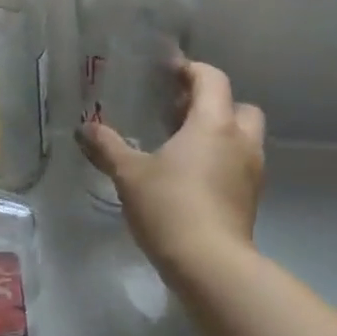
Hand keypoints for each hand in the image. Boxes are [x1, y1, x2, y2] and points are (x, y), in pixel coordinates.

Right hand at [77, 60, 265, 280]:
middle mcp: (240, 141)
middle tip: (180, 114)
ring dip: (220, 134)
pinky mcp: (251, 199)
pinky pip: (240, 164)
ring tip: (183, 146)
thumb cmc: (169, 207)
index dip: (192, 71)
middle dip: (214, 104)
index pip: (213, 79)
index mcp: (213, 124)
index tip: (169, 74)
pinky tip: (192, 178)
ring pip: (243, 138)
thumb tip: (84, 128)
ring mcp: (251, 171)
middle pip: (238, 106)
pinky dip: (222, 161)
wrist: (210, 264)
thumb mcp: (129, 174)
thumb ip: (108, 147)